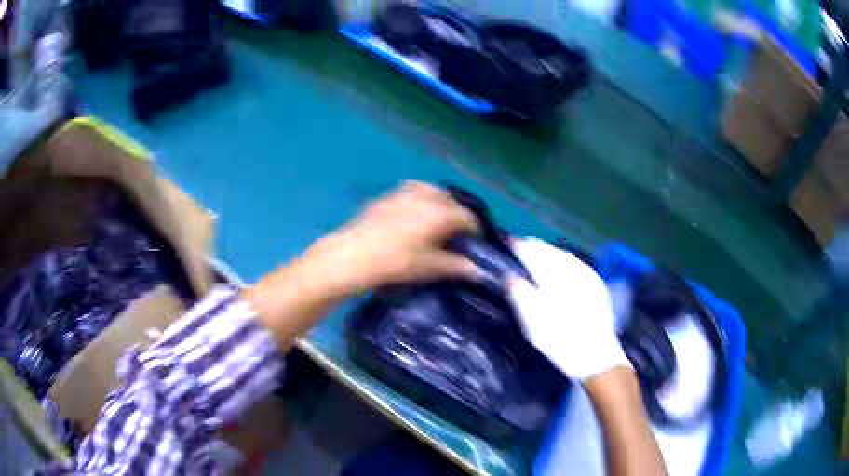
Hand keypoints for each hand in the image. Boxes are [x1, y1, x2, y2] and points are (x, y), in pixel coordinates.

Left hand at [304, 181, 479, 295]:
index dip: (474, 230)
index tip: (475, 243)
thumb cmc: (394, 263)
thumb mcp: (427, 267)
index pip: (467, 217)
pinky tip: (414, 213)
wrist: (351, 256)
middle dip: (457, 214)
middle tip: (457, 233)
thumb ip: (455, 266)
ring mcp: (403, 193)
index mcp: (439, 213)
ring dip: (440, 203)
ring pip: (431, 191)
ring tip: (438, 220)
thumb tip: (477, 270)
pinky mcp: (386, 197)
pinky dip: (420, 198)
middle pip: (450, 200)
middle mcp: (425, 197)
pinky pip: (412, 191)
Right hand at [508, 237, 629, 380]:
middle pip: (551, 252)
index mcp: (553, 277)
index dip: (521, 247)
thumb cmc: (560, 341)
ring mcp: (588, 278)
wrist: (596, 356)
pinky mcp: (598, 287)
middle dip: (537, 247)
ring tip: (542, 255)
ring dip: (552, 253)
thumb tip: (512, 278)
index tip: (510, 242)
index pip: (534, 253)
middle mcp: (572, 271)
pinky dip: (568, 262)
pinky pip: (579, 265)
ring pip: (566, 257)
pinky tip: (566, 268)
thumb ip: (521, 296)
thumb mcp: (533, 323)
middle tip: (524, 246)